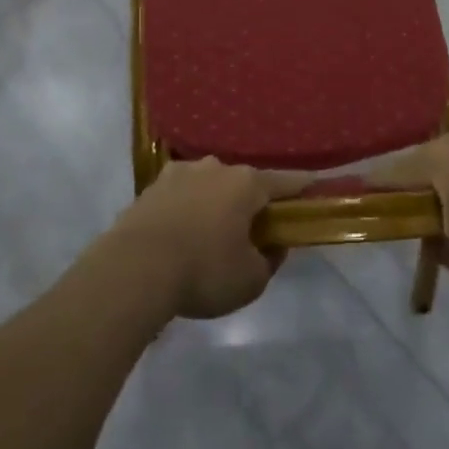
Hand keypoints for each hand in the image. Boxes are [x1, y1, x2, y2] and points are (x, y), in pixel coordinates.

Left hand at [104, 159, 309, 319]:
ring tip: (210, 234)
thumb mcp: (251, 280)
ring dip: (214, 204)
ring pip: (208, 186)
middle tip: (252, 230)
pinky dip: (186, 211)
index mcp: (246, 184)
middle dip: (249, 203)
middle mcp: (215, 168)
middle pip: (242, 183)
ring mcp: (179, 173)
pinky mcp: (151, 187)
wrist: (134, 268)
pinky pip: (180, 197)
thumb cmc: (203, 270)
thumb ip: (269, 261)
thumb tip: (271, 246)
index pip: (284, 182)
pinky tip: (181, 234)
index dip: (301, 187)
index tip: (314, 187)